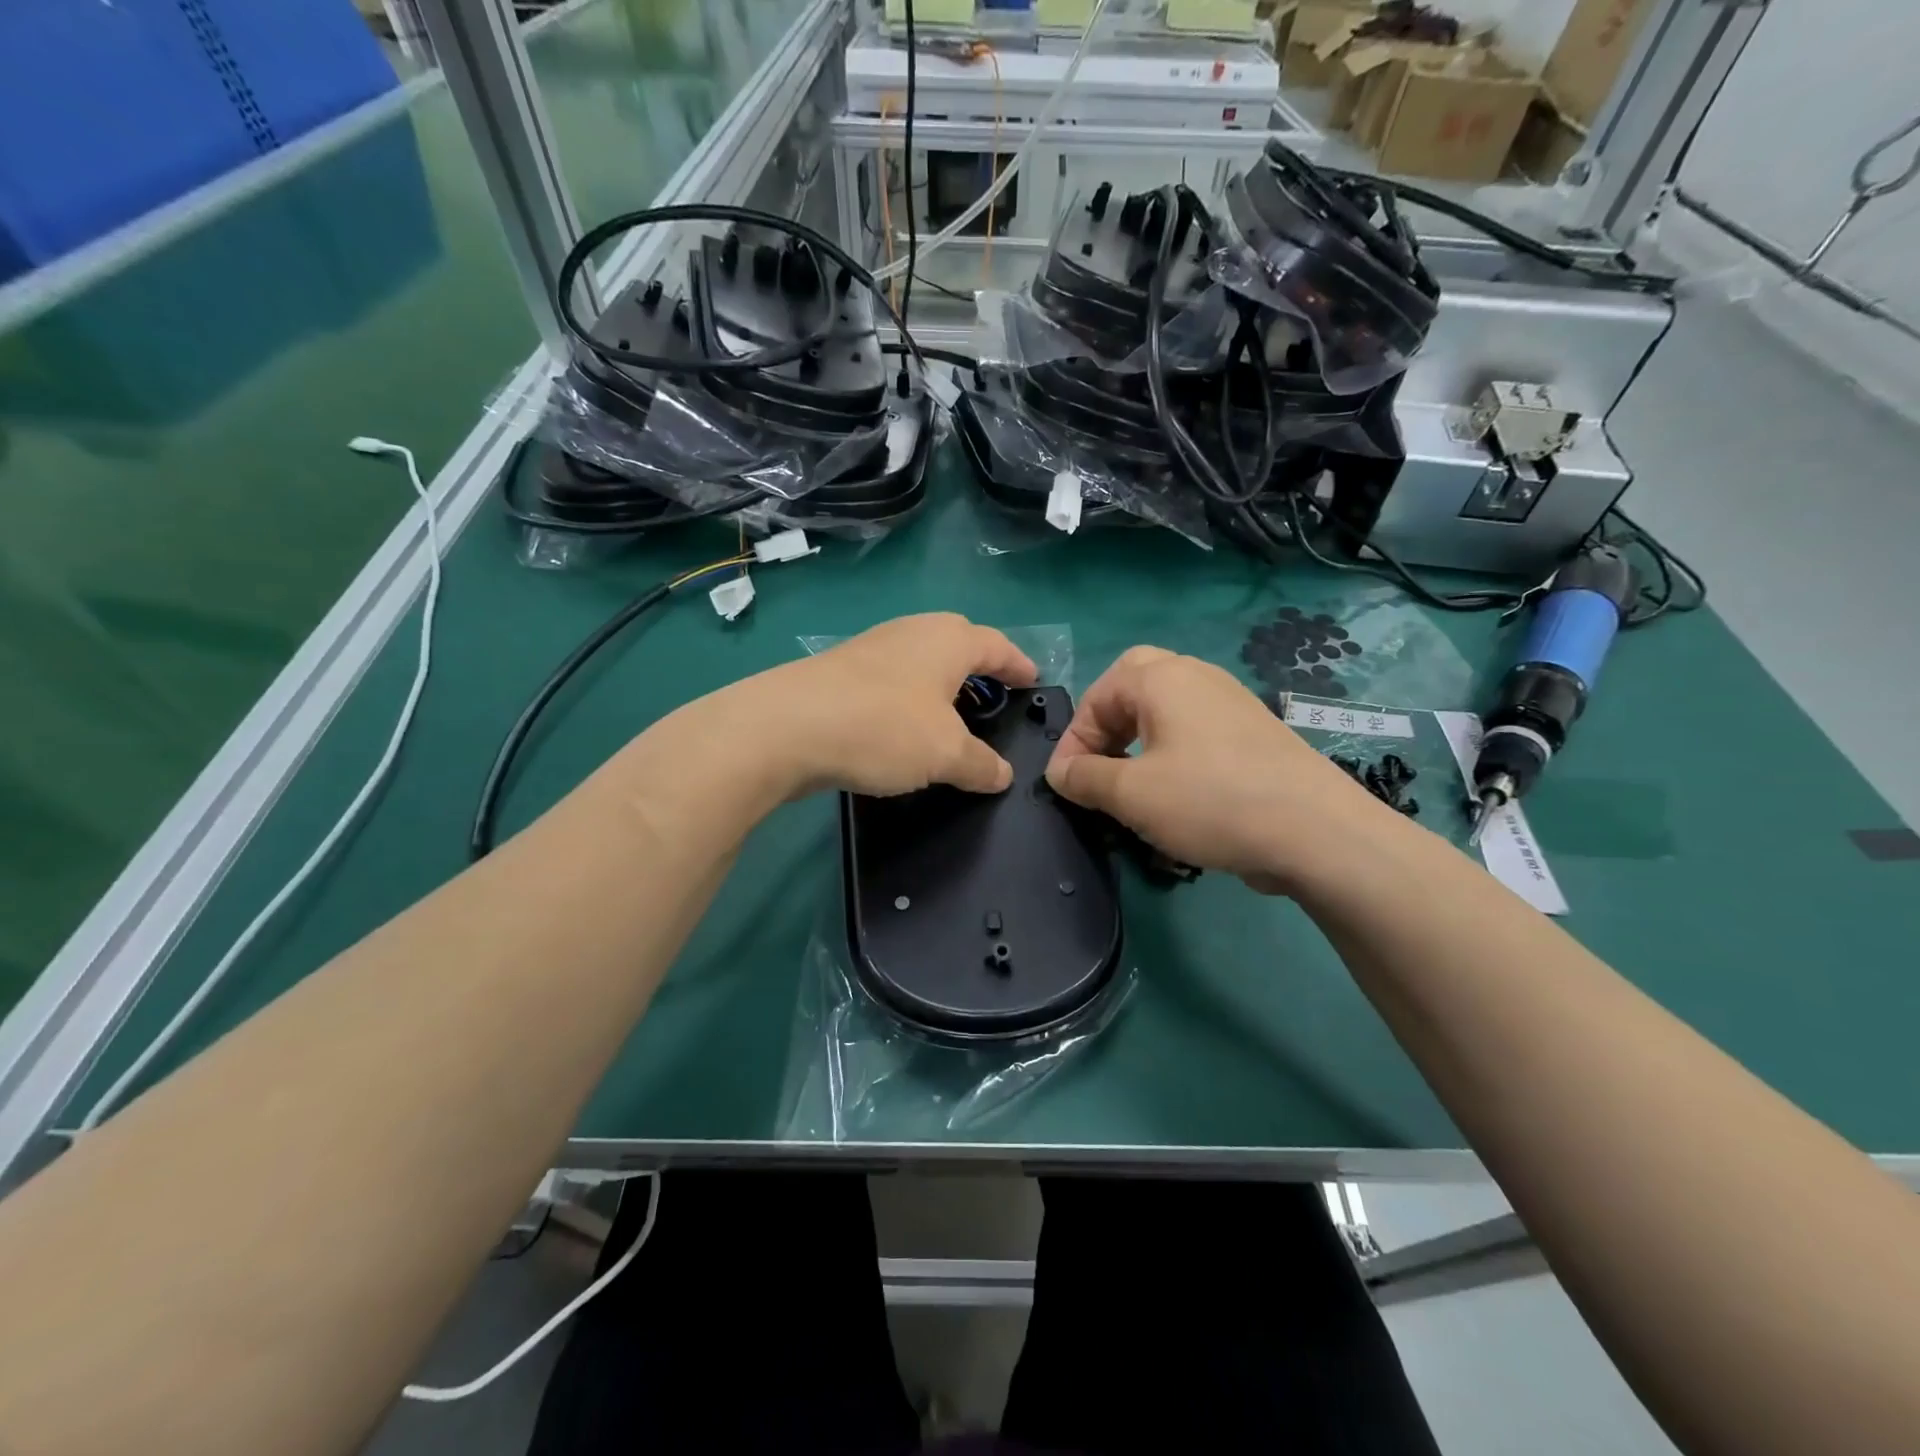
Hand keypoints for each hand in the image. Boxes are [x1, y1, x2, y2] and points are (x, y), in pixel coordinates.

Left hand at [738, 614, 1037, 798]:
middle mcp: (912, 633)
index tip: (1034, 681)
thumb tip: (1002, 775)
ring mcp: (872, 648)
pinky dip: (908, 699)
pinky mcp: (841, 672)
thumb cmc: (883, 728)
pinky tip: (902, 727)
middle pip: (957, 642)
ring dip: (940, 684)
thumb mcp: (946, 754)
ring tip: (951, 715)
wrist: (786, 727)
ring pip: (921, 660)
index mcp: (948, 640)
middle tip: (994, 694)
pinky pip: (892, 680)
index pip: (997, 646)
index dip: (1019, 665)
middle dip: (979, 666)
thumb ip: (981, 764)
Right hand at [1044, 647, 1404, 893]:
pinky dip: (1172, 752)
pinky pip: (1196, 730)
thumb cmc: (1209, 801)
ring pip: (1166, 709)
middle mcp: (1196, 676)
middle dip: (1106, 724)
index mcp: (1162, 678)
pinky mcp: (1253, 732)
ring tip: (1131, 784)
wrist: (1316, 831)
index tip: (1065, 784)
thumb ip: (1085, 778)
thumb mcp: (1131, 794)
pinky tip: (1176, 793)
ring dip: (1138, 740)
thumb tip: (1059, 773)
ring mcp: (1230, 701)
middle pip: (1134, 686)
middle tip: (1098, 763)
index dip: (1073, 740)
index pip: (1097, 696)